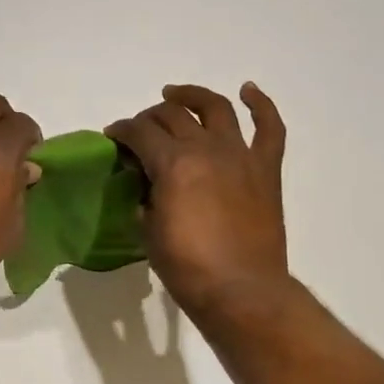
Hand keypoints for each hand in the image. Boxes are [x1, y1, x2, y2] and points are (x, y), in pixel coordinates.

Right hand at [107, 83, 290, 320]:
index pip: (139, 132)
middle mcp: (206, 148)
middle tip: (140, 130)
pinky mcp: (265, 169)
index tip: (113, 137)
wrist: (241, 292)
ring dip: (192, 96)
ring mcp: (240, 155)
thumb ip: (144, 196)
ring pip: (215, 108)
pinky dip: (261, 105)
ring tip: (176, 95)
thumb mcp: (148, 230)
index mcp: (173, 163)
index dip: (121, 131)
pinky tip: (248, 91)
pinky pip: (270, 128)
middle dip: (149, 118)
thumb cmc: (187, 267)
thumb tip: (144, 181)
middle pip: (172, 115)